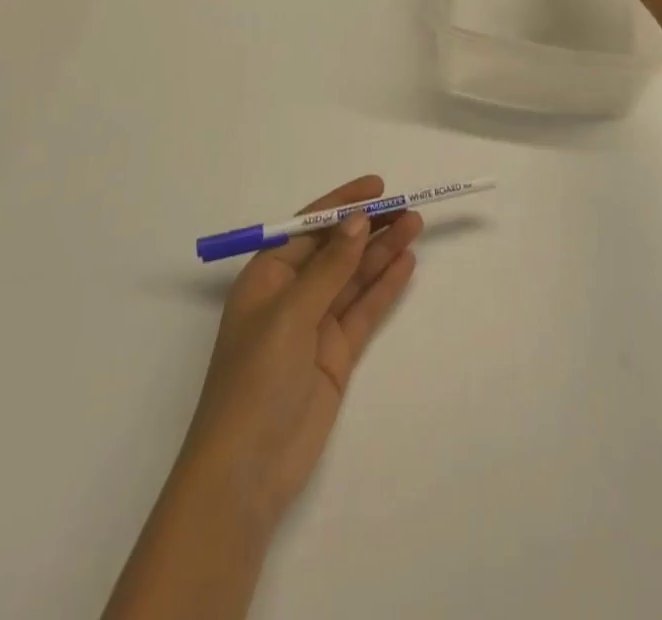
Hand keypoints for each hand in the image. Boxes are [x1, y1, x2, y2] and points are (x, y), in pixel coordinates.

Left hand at [177, 176, 421, 534]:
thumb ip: (329, 267)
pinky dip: (384, 287)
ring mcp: (315, 326)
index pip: (308, 227)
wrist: (246, 473)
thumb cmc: (255, 380)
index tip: (378, 188)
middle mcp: (291, 296)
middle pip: (336, 250)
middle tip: (407, 207)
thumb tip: (358, 220)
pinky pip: (363, 310)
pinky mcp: (335, 354)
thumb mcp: (290, 314)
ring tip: (415, 226)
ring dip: (382, 251)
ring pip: (354, 277)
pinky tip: (406, 264)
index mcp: (266, 278)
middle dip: (369, 227)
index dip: (342, 203)